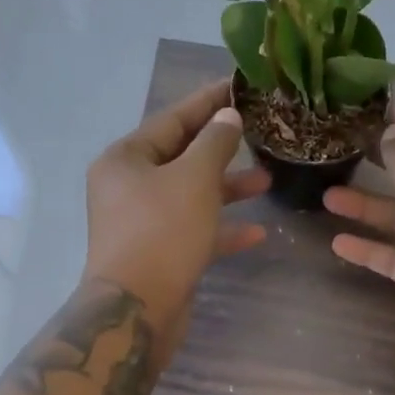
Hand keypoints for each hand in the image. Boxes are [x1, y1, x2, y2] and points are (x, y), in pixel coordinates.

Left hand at [83, 78, 269, 365]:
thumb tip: (227, 117)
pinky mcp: (160, 255)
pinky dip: (223, 230)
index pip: (172, 120)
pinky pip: (195, 232)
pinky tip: (258, 233)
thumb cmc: (162, 233)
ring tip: (267, 181)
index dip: (207, 102)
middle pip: (182, 158)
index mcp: (126, 159)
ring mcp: (144, 224)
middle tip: (259, 134)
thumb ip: (215, 143)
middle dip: (222, 149)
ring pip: (192, 197)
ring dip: (228, 189)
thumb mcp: (194, 179)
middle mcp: (129, 188)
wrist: (136, 309)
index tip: (237, 86)